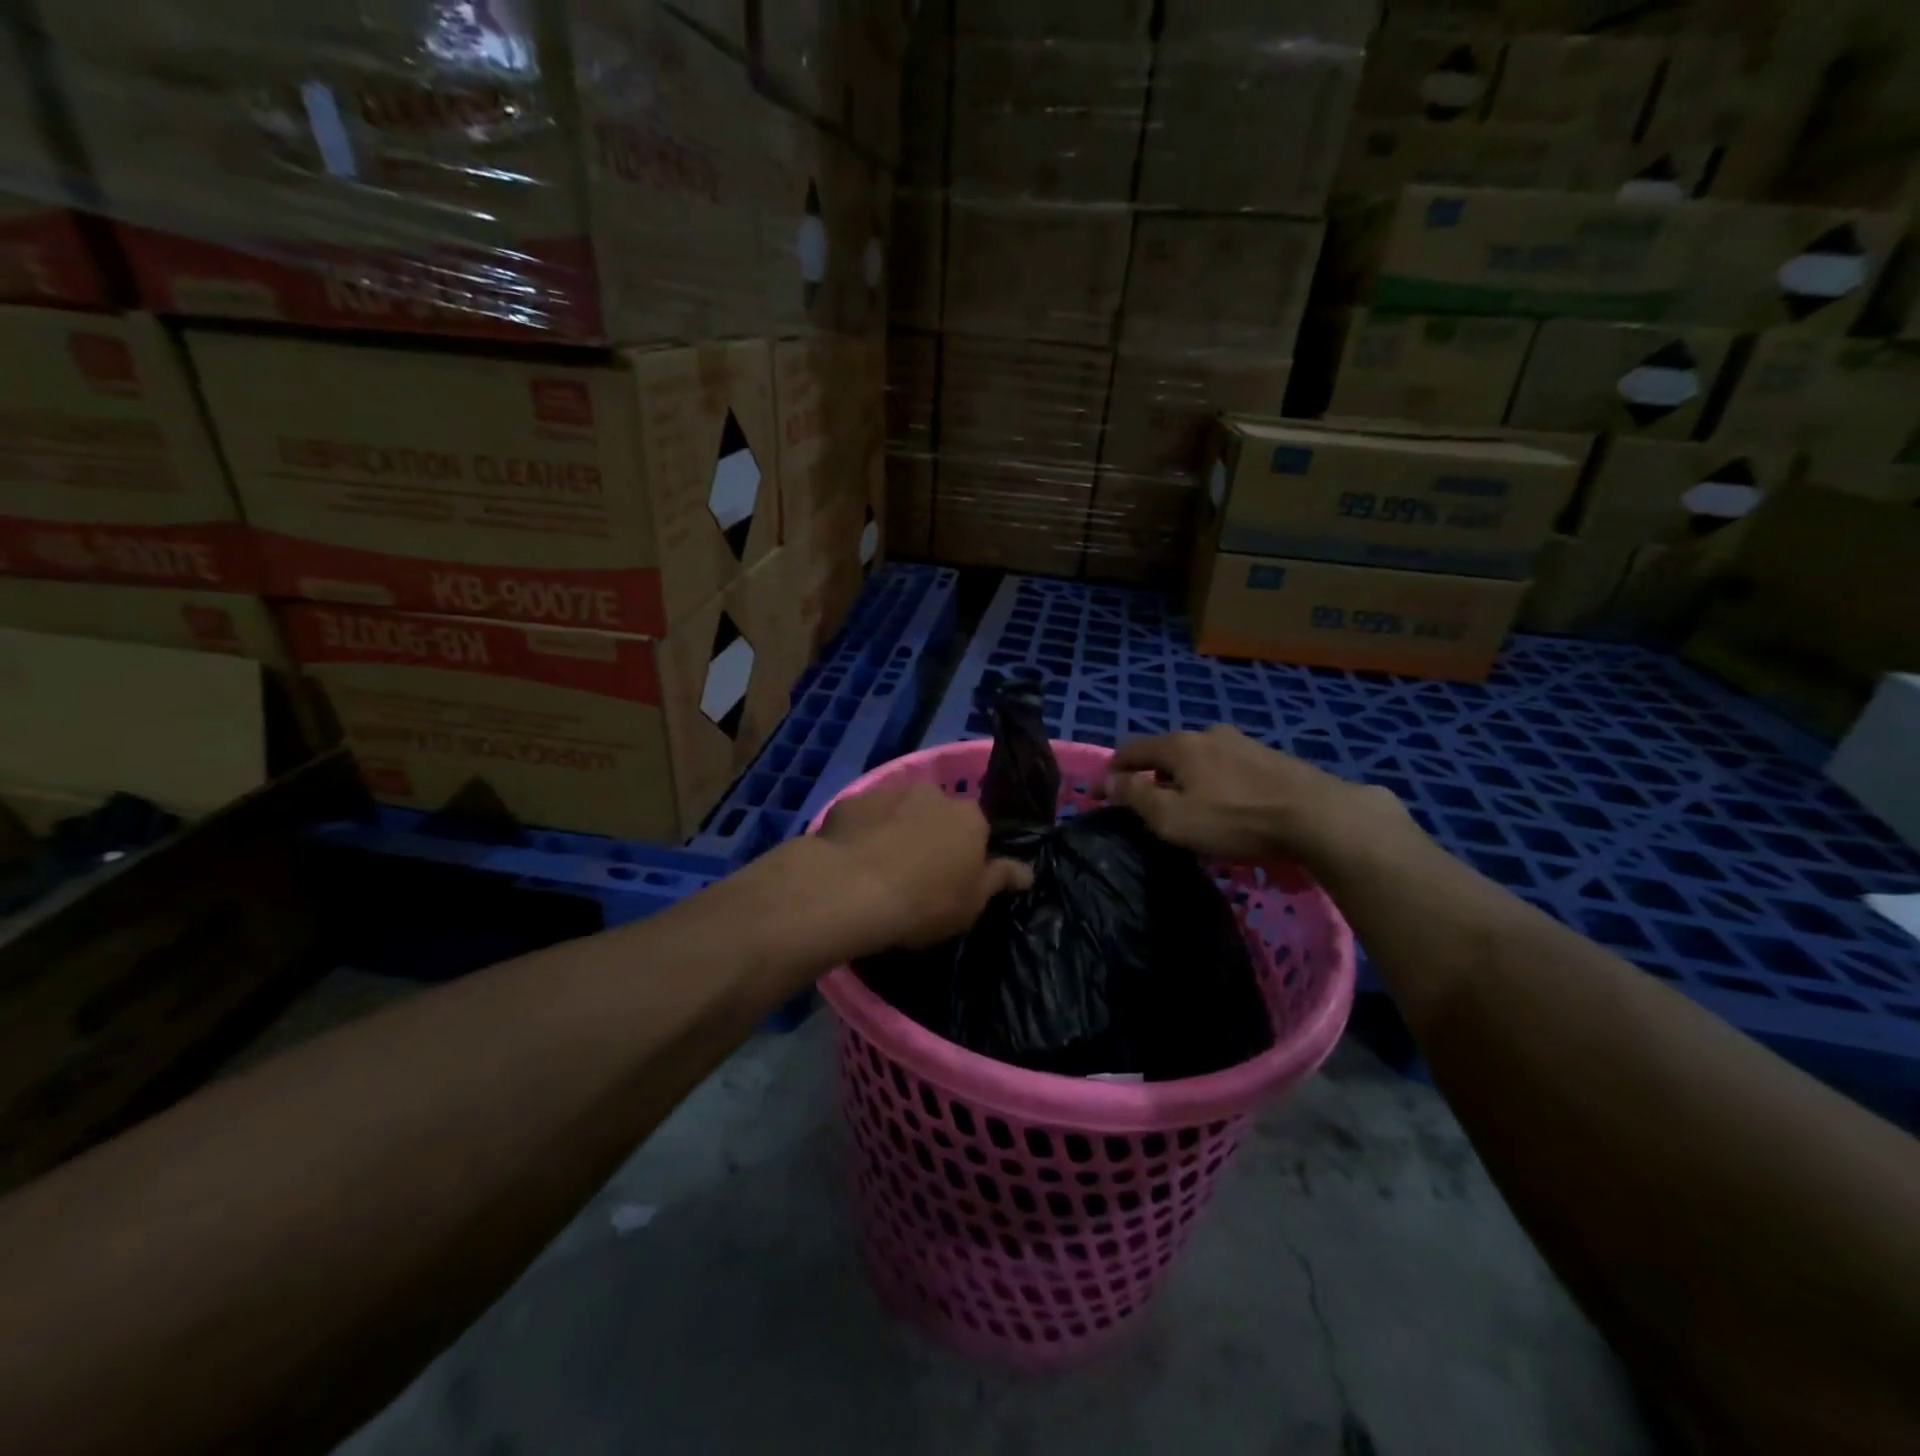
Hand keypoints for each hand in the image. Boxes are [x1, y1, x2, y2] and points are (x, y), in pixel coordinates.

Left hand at [810, 784, 1032, 952]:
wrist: (852, 890)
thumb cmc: (925, 901)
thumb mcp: (972, 903)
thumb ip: (1000, 879)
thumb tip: (1028, 870)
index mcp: (969, 817)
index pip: (977, 828)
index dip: (968, 851)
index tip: (956, 876)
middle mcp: (932, 794)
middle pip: (937, 813)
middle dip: (930, 833)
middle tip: (917, 871)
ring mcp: (888, 792)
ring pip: (899, 810)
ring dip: (896, 828)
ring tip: (880, 865)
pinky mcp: (850, 801)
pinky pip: (863, 816)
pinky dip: (862, 830)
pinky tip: (852, 857)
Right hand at [1100, 725, 1411, 868]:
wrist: (1317, 815)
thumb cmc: (1234, 819)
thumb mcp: (1173, 817)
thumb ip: (1136, 796)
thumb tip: (1108, 781)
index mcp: (1179, 745)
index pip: (1131, 749)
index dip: (1113, 771)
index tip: (1103, 796)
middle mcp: (1208, 734)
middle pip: (1166, 752)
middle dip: (1151, 775)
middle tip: (1148, 806)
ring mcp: (1242, 742)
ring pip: (1199, 758)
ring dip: (1185, 779)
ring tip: (1190, 807)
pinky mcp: (1270, 757)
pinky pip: (1227, 767)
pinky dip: (1214, 782)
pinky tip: (1227, 805)